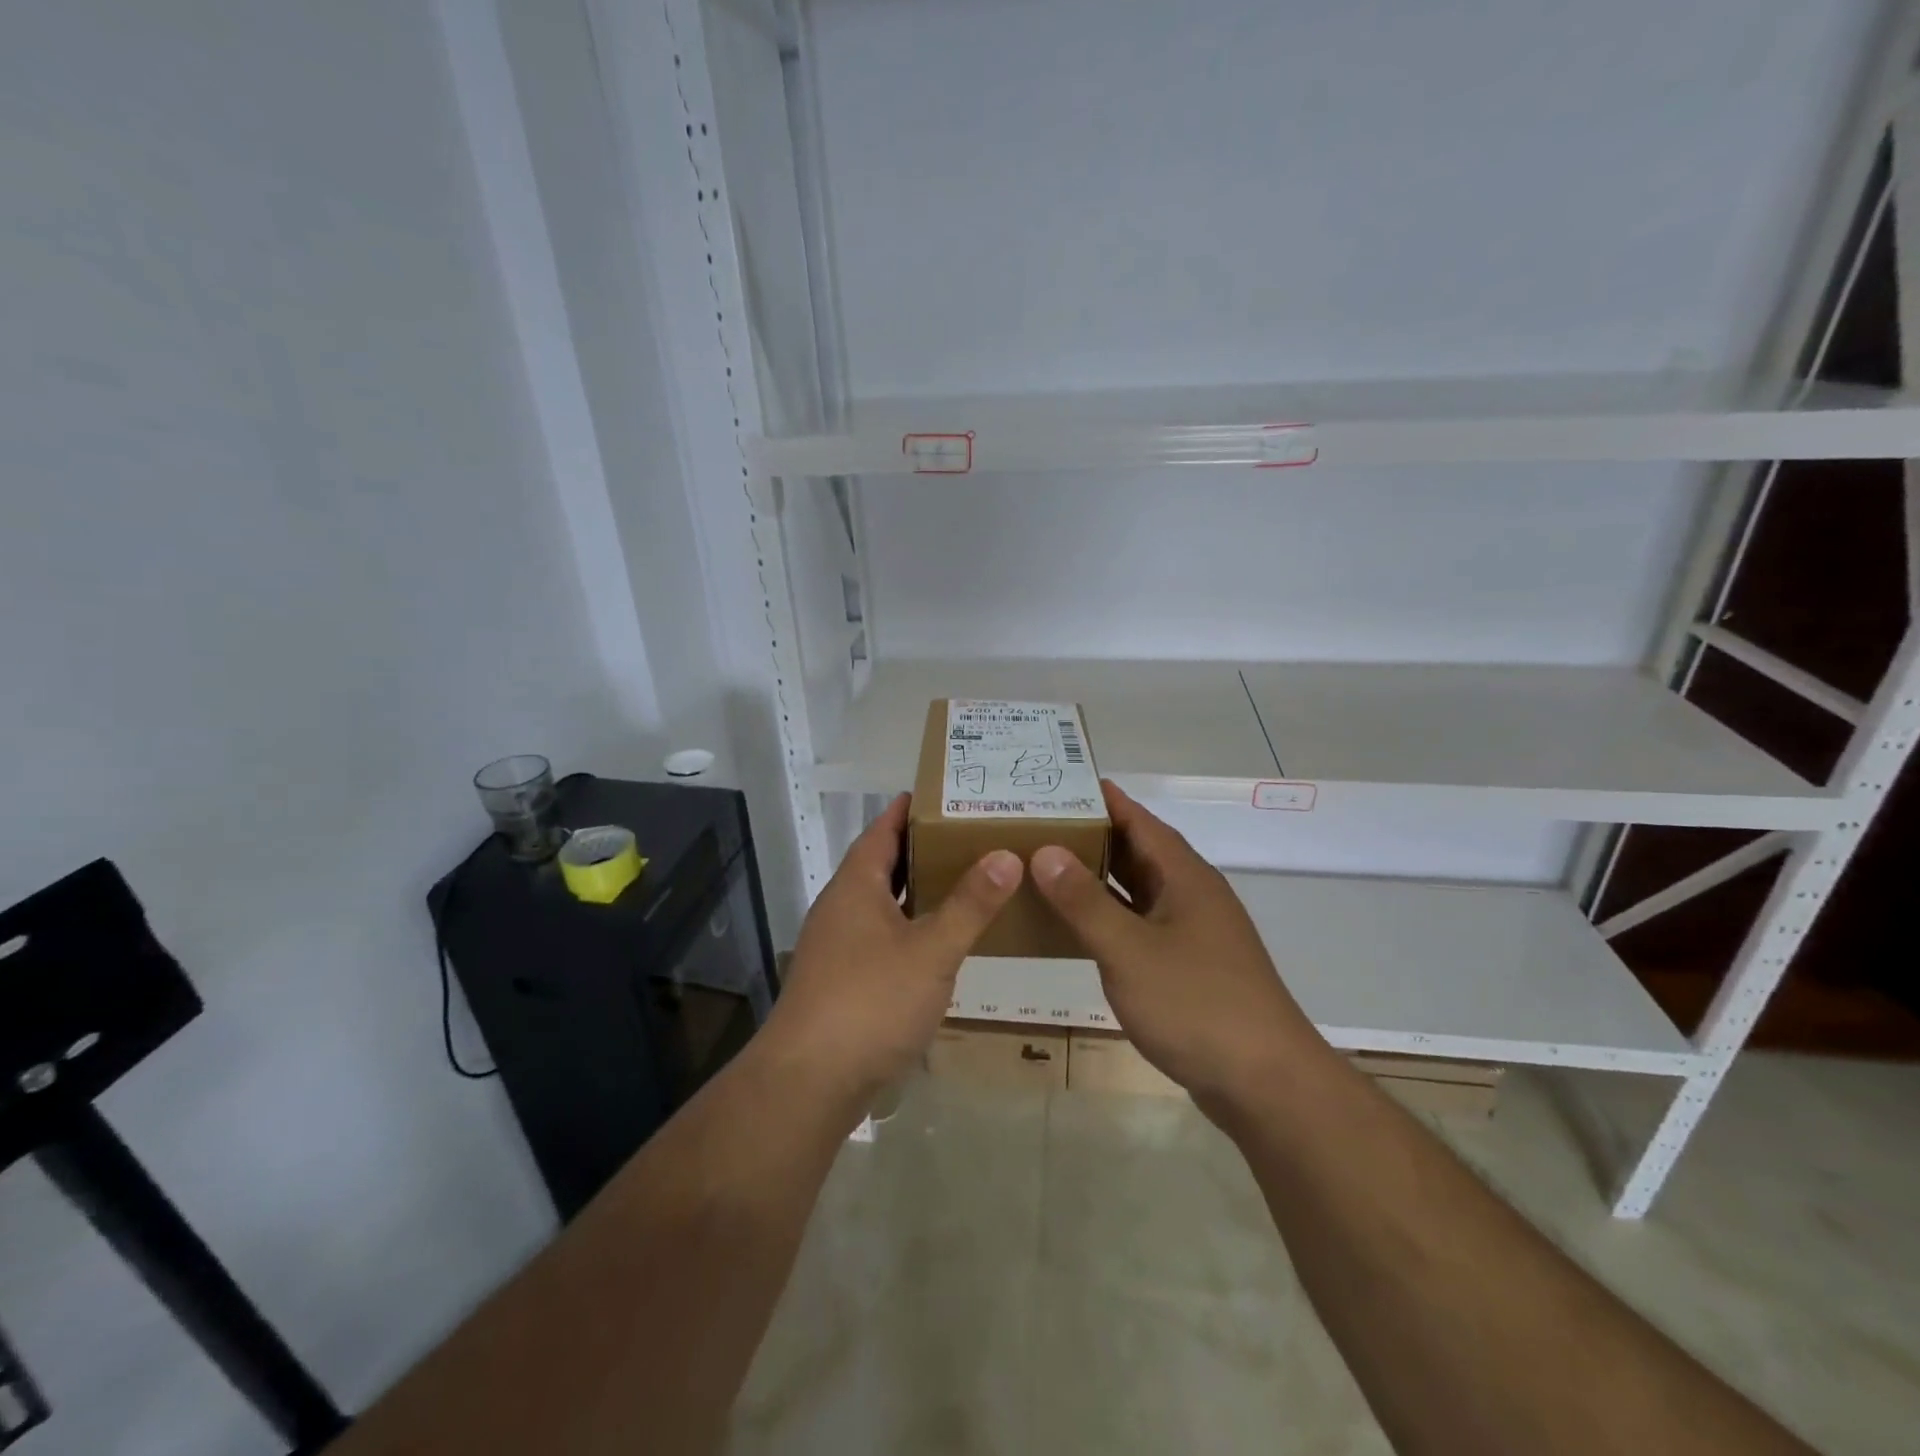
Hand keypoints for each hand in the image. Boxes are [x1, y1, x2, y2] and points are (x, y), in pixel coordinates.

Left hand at [764, 794, 1021, 1107]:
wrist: (808, 1082)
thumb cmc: (870, 1002)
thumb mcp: (932, 950)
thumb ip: (971, 904)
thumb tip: (1007, 854)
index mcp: (856, 886)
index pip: (883, 829)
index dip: (911, 809)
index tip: (948, 792)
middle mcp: (842, 907)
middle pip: (883, 863)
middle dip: (923, 847)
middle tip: (972, 834)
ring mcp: (838, 945)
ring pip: (882, 902)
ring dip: (917, 889)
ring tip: (965, 879)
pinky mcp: (842, 979)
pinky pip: (882, 934)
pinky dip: (910, 925)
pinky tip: (939, 940)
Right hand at [1029, 781, 1316, 1110]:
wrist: (1266, 1083)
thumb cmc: (1197, 1005)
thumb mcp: (1129, 951)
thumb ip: (1085, 901)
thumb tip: (1045, 851)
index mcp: (1185, 876)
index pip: (1138, 820)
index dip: (1100, 799)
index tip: (1056, 783)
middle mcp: (1191, 895)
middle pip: (1137, 851)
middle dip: (1090, 835)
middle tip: (1036, 824)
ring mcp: (1192, 932)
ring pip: (1137, 890)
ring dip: (1097, 878)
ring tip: (1044, 866)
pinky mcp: (1188, 966)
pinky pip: (1139, 924)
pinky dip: (1108, 917)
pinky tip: (1076, 926)